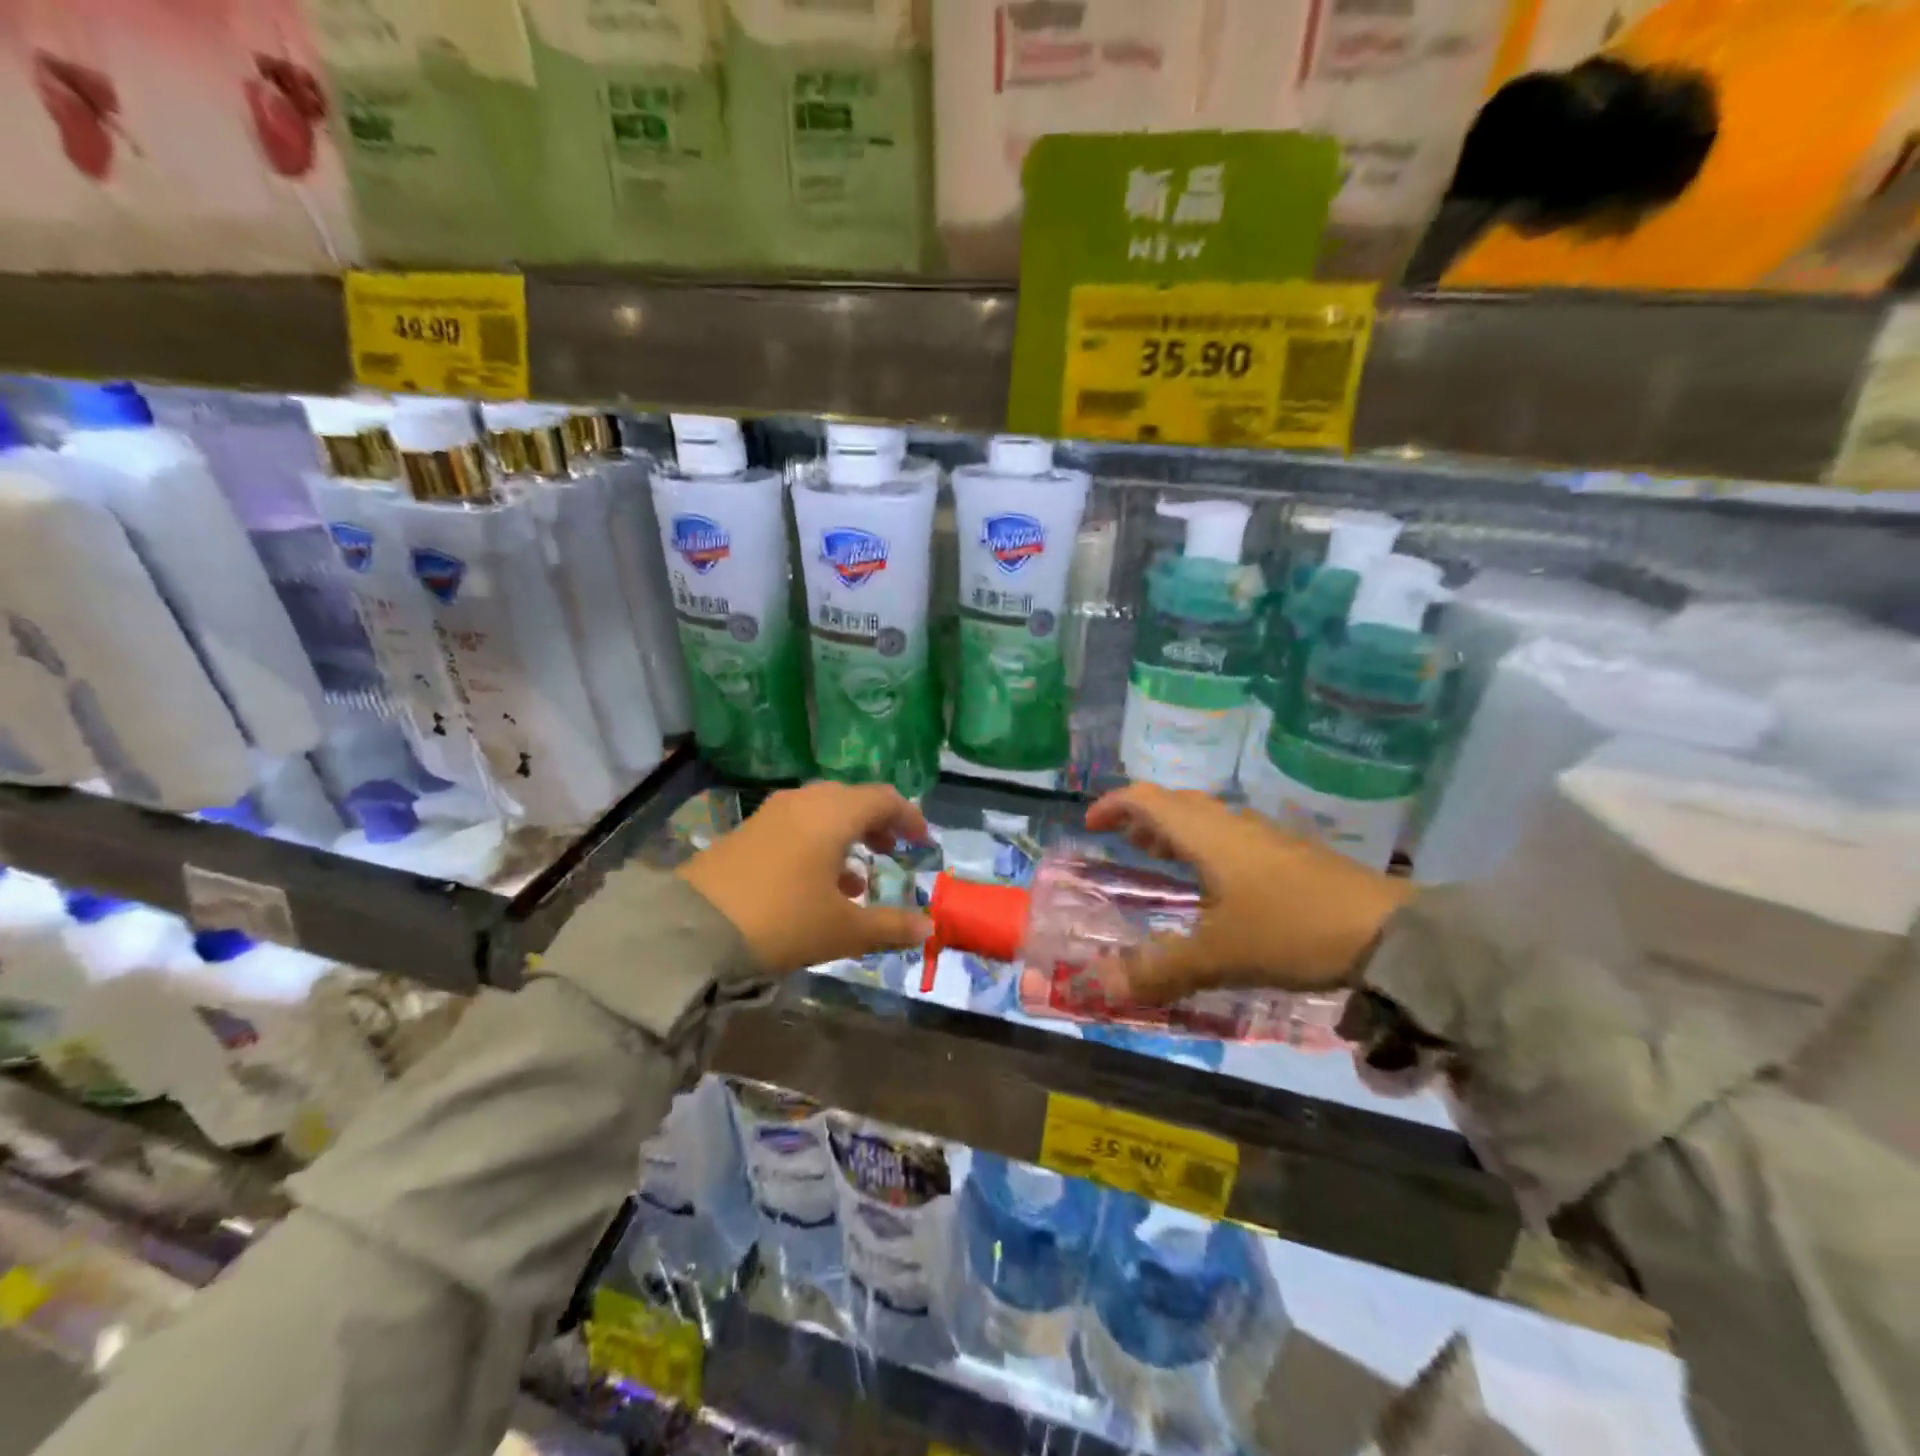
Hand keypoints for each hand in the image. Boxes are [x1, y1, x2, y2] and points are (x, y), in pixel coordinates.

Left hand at [678, 782, 932, 974]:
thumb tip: (927, 928)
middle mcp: (804, 802)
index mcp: (833, 814)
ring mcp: (771, 814)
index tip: (922, 842)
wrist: (691, 930)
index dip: (909, 817)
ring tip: (856, 878)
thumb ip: (889, 926)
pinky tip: (816, 884)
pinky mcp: (746, 832)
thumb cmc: (782, 921)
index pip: (883, 798)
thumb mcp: (842, 930)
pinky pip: (795, 825)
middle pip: (851, 800)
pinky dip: (816, 844)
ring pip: (821, 812)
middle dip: (877, 823)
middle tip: (892, 851)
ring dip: (845, 836)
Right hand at [1085, 784, 1411, 1004]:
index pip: (1147, 800)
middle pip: (1176, 804)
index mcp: (1206, 835)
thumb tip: (1101, 987)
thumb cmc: (1290, 930)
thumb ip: (1159, 970)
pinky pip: (1232, 837)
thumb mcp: (1218, 956)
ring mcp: (1266, 837)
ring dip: (1176, 832)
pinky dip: (1206, 848)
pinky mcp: (1291, 855)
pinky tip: (1216, 885)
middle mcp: (1232, 825)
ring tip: (1160, 859)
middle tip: (1122, 844)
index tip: (1090, 826)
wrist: (1388, 932)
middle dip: (1143, 819)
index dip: (1113, 806)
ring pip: (1207, 820)